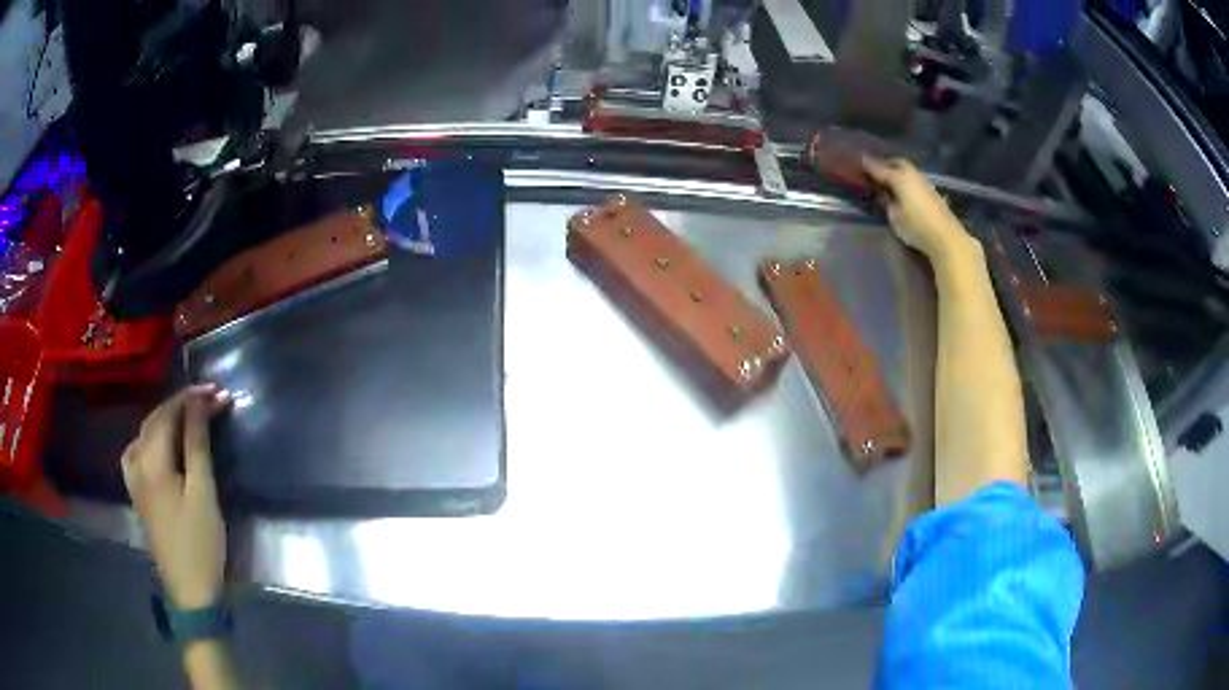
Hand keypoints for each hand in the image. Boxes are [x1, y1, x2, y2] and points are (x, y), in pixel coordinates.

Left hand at [122, 384, 231, 608]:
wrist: (190, 590)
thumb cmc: (200, 543)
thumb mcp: (203, 493)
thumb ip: (197, 444)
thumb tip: (199, 403)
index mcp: (152, 461)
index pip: (169, 414)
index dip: (192, 399)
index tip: (217, 391)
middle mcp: (137, 463)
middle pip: (155, 420)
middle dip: (180, 405)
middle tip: (209, 400)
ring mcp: (134, 480)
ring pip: (144, 434)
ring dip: (165, 419)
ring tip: (186, 416)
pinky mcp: (138, 495)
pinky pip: (136, 452)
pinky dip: (149, 438)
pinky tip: (157, 445)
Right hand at [863, 157, 971, 259]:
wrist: (947, 237)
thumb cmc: (917, 227)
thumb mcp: (895, 217)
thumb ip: (887, 203)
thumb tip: (884, 195)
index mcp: (899, 178)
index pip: (879, 168)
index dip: (868, 165)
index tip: (858, 161)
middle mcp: (912, 174)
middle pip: (896, 162)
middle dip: (885, 163)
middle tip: (875, 170)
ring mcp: (924, 182)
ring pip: (907, 169)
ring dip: (897, 171)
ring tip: (889, 180)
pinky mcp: (932, 192)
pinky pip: (914, 179)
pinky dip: (906, 180)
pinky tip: (903, 189)